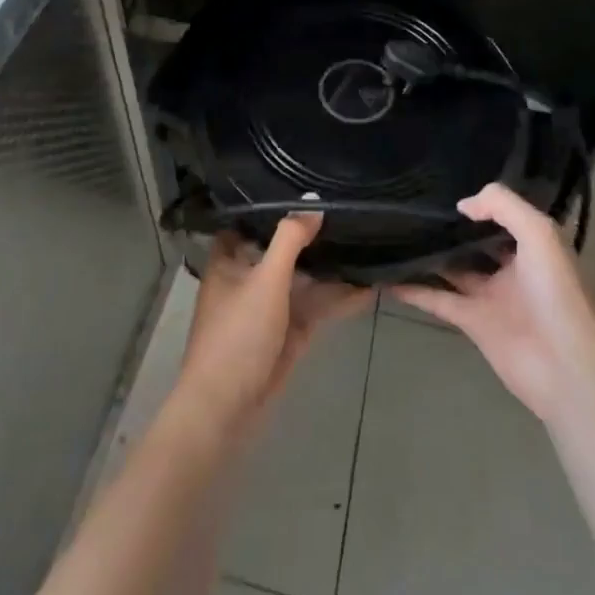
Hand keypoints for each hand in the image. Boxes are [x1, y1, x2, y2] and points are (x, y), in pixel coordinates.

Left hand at [177, 215, 371, 426]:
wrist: (226, 410)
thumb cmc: (237, 335)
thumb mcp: (265, 279)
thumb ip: (290, 239)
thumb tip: (314, 204)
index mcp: (230, 258)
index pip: (252, 219)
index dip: (277, 203)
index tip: (307, 184)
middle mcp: (249, 276)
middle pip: (283, 248)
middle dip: (313, 234)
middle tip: (350, 209)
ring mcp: (270, 306)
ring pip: (304, 279)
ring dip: (331, 267)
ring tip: (368, 242)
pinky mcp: (289, 333)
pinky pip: (316, 308)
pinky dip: (338, 299)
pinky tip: (368, 286)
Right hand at [392, 183, 594, 426]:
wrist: (566, 367)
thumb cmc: (557, 293)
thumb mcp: (538, 233)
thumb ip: (501, 206)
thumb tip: (462, 205)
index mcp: (533, 246)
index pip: (503, 216)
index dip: (480, 202)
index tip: (446, 185)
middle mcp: (512, 268)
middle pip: (475, 242)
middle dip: (451, 227)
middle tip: (413, 205)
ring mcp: (491, 296)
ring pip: (453, 268)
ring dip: (428, 255)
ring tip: (394, 234)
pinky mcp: (472, 322)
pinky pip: (437, 300)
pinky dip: (414, 290)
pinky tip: (387, 277)